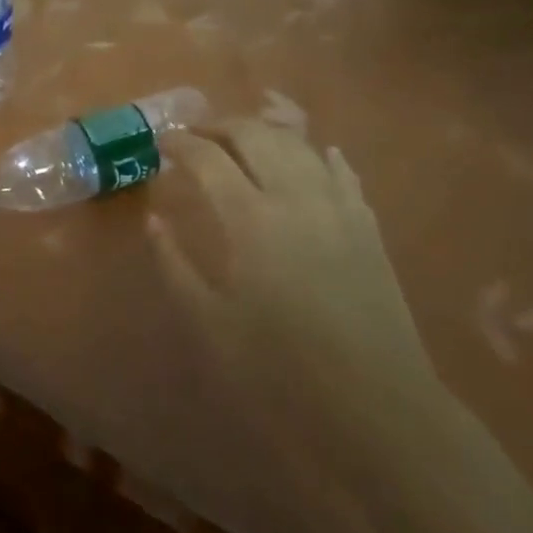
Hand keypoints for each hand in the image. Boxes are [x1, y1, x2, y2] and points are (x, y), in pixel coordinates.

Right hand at [151, 121, 445, 472]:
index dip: (180, 144)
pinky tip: (312, 154)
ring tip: (242, 139)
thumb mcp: (210, 323)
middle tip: (196, 136)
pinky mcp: (367, 225)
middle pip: (255, 134)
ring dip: (265, 131)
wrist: (378, 407)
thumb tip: (154, 219)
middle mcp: (295, 197)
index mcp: (251, 219)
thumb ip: (174, 264)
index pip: (207, 158)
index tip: (161, 143)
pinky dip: (318, 154)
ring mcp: (337, 207)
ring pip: (298, 144)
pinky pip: (341, 171)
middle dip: (220, 125)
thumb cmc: (281, 370)